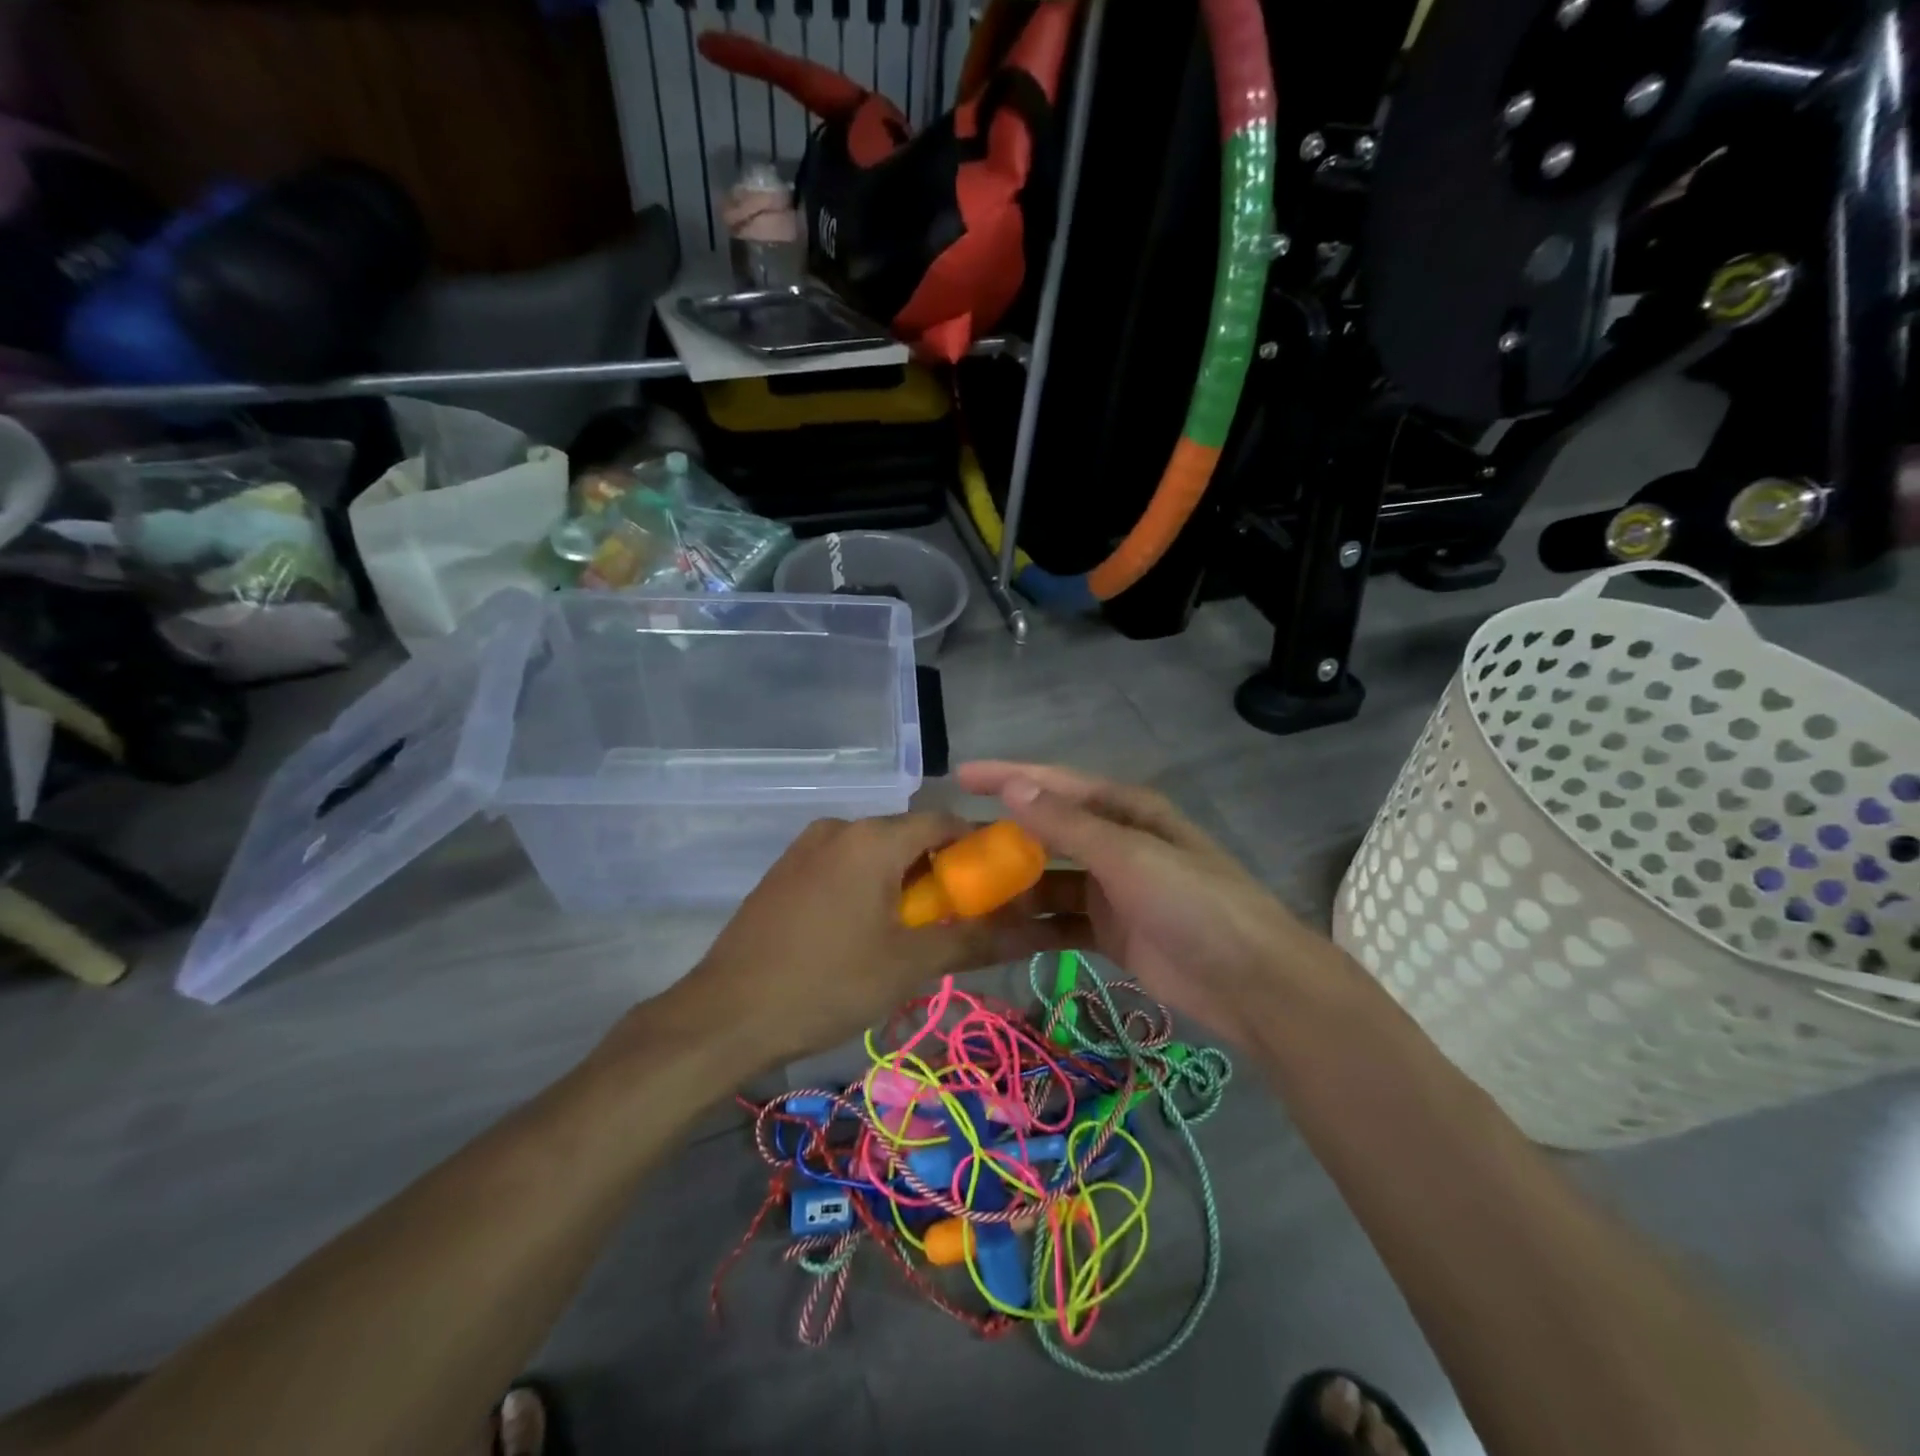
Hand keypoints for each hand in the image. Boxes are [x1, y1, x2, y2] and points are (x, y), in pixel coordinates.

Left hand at [670, 812, 1089, 1067]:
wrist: (723, 1016)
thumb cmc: (826, 984)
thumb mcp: (908, 965)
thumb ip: (973, 940)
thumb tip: (1036, 932)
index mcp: (871, 838)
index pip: (943, 821)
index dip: (978, 846)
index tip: (1001, 882)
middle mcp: (838, 828)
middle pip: (908, 836)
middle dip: (941, 870)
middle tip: (961, 917)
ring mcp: (805, 848)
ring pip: (874, 853)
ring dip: (904, 881)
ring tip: (917, 932)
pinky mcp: (785, 872)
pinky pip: (844, 866)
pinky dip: (870, 887)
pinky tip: (869, 932)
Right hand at [956, 761, 1319, 1042]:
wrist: (1250, 982)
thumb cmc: (1193, 903)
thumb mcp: (1129, 856)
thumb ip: (1068, 825)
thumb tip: (1013, 787)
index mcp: (1126, 810)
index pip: (1055, 784)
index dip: (1008, 777)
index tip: (960, 776)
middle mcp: (1116, 842)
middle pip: (1049, 832)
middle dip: (1004, 836)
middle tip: (952, 845)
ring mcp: (1112, 888)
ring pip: (1050, 879)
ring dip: (1014, 885)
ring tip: (964, 894)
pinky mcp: (1110, 931)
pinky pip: (1060, 920)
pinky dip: (1032, 924)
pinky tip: (997, 931)